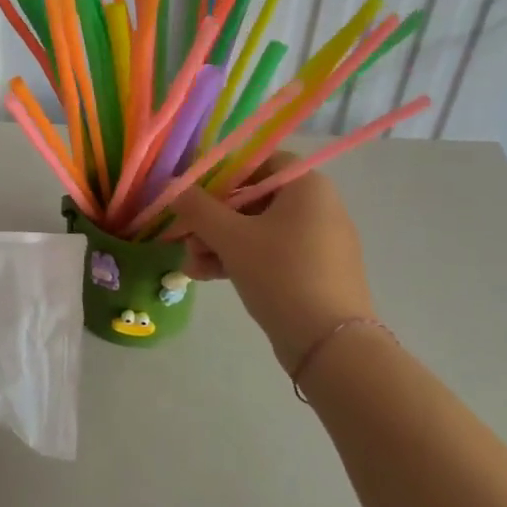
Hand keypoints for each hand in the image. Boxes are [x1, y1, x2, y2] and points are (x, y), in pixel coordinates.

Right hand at [172, 152, 375, 376]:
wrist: (331, 345)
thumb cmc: (281, 274)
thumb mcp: (231, 238)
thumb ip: (198, 208)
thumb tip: (175, 188)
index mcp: (307, 186)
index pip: (258, 162)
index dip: (222, 174)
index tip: (193, 194)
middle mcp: (317, 207)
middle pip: (252, 199)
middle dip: (212, 219)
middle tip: (185, 238)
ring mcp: (318, 241)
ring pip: (257, 230)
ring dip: (219, 243)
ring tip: (191, 265)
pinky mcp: (314, 272)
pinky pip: (271, 254)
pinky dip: (240, 260)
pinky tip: (206, 276)